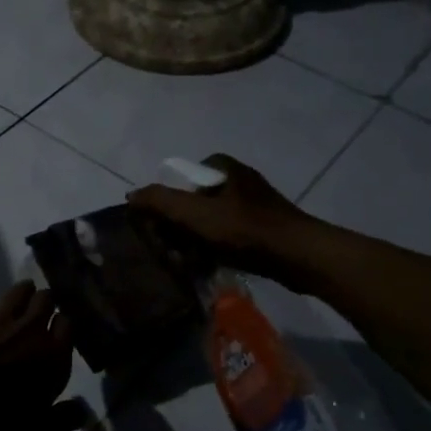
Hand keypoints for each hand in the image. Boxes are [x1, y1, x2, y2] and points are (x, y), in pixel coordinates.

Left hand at [0, 282, 83, 430]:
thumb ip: (61, 421)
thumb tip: (82, 410)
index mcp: (52, 355)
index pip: (68, 325)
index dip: (63, 327)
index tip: (58, 334)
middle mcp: (30, 328)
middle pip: (46, 299)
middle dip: (45, 303)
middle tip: (39, 314)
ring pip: (19, 290)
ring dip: (22, 293)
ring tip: (18, 303)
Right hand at [126, 154, 311, 284]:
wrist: (299, 256)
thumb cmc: (244, 230)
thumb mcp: (195, 214)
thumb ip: (159, 201)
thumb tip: (131, 195)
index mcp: (223, 166)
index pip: (180, 179)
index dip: (167, 203)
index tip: (162, 226)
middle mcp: (239, 178)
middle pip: (194, 201)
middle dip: (181, 225)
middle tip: (174, 247)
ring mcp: (255, 203)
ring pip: (211, 220)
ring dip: (198, 239)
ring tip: (192, 260)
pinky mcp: (266, 226)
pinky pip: (230, 234)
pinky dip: (218, 247)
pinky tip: (214, 264)